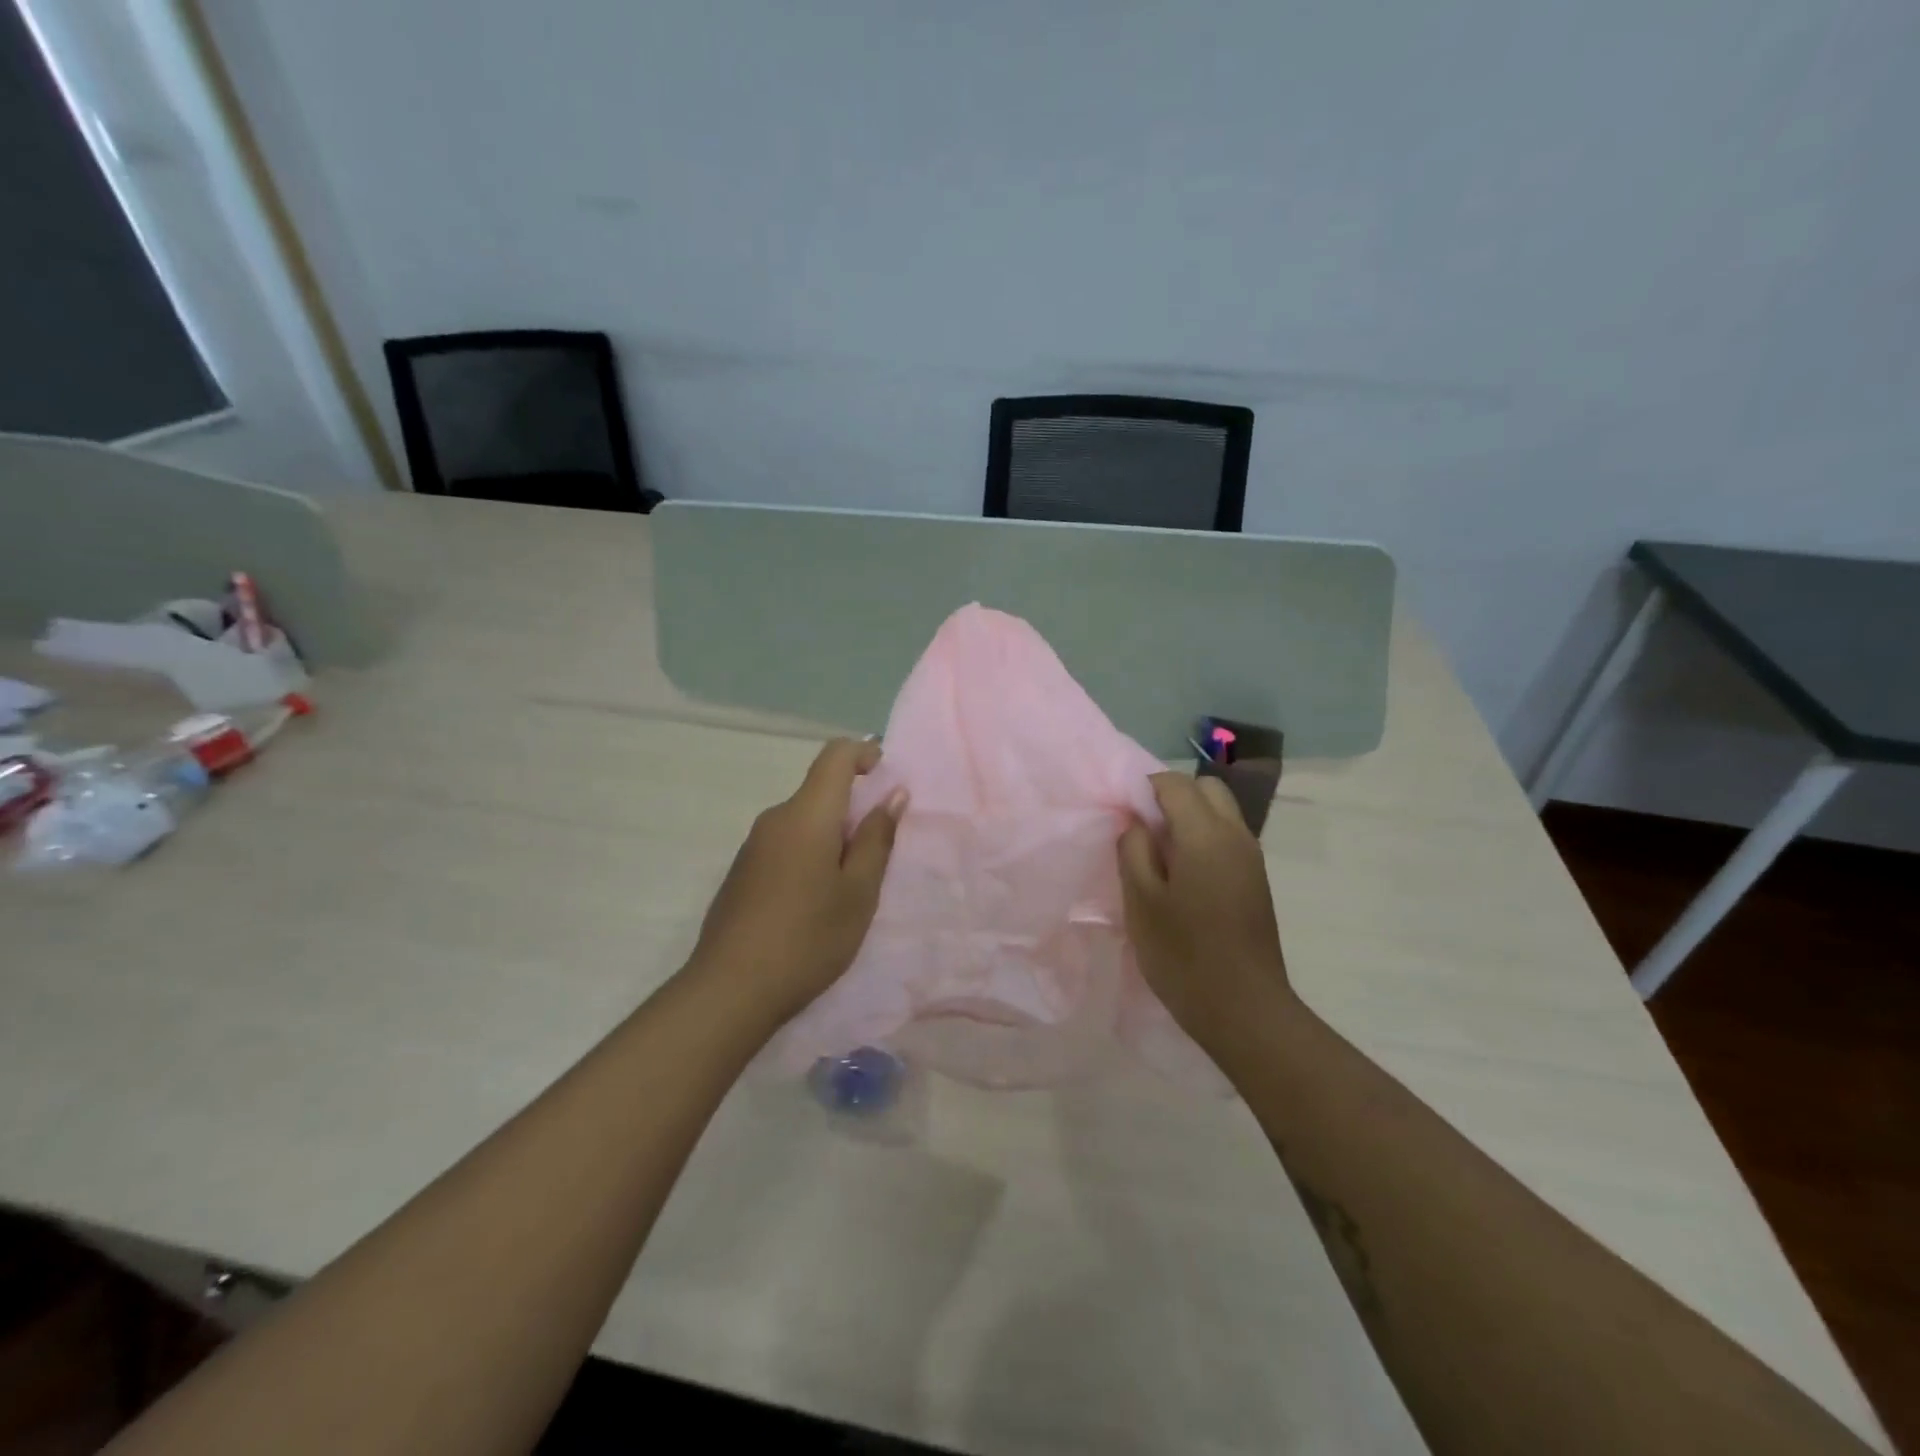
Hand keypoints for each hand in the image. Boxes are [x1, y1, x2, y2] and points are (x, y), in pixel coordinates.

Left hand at [688, 737, 906, 1024]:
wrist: (729, 990)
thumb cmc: (808, 938)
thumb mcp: (858, 893)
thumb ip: (877, 839)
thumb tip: (893, 794)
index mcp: (806, 815)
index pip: (835, 756)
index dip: (863, 753)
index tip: (885, 774)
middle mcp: (775, 819)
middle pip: (820, 791)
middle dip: (853, 808)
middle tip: (878, 854)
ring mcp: (753, 846)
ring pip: (803, 821)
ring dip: (832, 836)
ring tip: (850, 886)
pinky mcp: (742, 871)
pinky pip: (785, 844)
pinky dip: (810, 854)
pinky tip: (815, 902)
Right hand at [1118, 773, 1293, 1050]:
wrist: (1245, 1010)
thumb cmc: (1183, 955)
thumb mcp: (1141, 901)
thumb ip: (1133, 850)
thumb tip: (1135, 822)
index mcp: (1205, 834)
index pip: (1175, 783)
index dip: (1144, 789)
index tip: (1122, 816)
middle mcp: (1235, 835)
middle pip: (1206, 788)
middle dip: (1172, 797)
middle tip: (1144, 832)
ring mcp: (1251, 858)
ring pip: (1220, 812)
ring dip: (1190, 818)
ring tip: (1160, 857)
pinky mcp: (1256, 881)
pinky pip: (1227, 838)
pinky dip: (1204, 839)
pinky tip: (1183, 878)